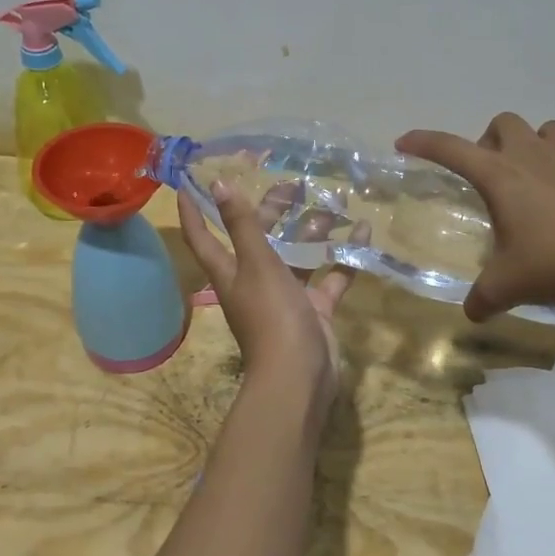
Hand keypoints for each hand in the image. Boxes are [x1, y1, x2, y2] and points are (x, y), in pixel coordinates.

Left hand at [177, 181, 357, 403]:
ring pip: (298, 255)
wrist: (300, 375)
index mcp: (230, 271)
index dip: (194, 210)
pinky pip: (330, 275)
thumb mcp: (256, 264)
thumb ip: (241, 224)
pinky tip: (363, 233)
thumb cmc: (271, 316)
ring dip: (313, 231)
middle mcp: (255, 280)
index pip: (203, 235)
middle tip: (294, 184)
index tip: (190, 180)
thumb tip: (217, 183)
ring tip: (333, 202)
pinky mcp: (315, 308)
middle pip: (259, 238)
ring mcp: (287, 296)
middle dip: (273, 211)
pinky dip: (345, 256)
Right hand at [397, 114, 554, 320]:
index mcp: (500, 176)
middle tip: (495, 175)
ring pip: (552, 130)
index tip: (405, 142)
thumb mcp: (507, 287)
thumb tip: (471, 314)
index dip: (424, 142)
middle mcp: (535, 155)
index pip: (450, 149)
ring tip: (544, 177)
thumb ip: (482, 298)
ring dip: (542, 146)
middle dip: (493, 142)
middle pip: (504, 124)